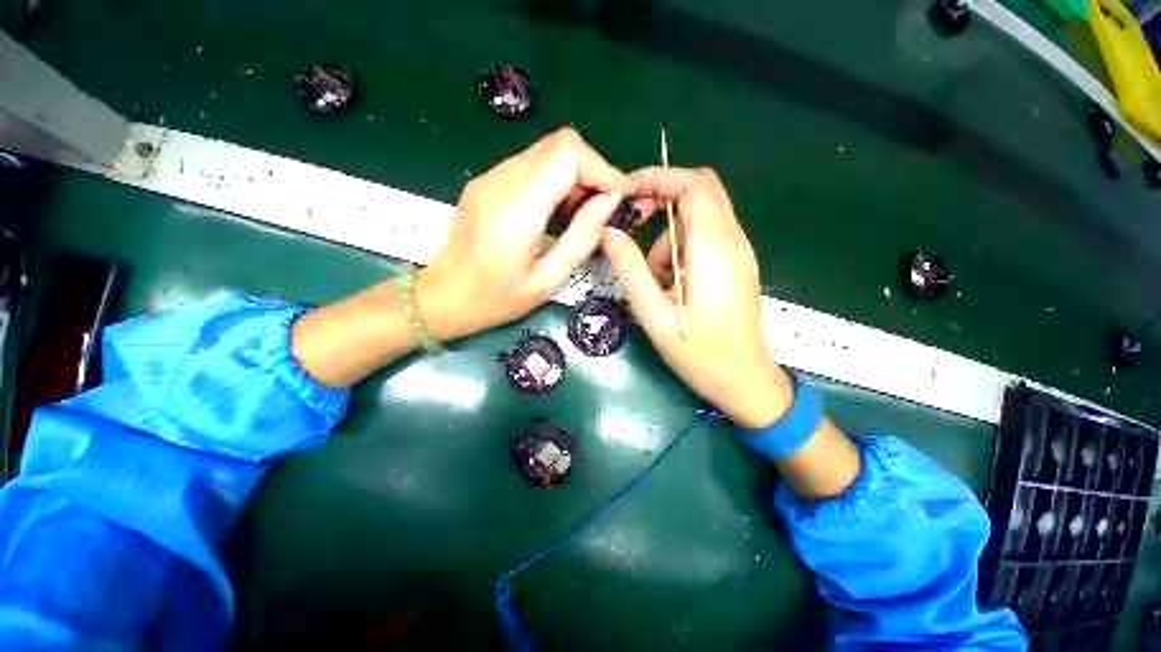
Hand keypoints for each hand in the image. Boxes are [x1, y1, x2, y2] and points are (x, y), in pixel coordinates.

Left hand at [417, 128, 634, 340]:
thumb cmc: (496, 299)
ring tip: (583, 211)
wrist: (442, 297)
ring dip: (575, 174)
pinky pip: (530, 165)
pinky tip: (558, 209)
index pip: (567, 154)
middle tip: (604, 206)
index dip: (602, 168)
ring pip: (546, 151)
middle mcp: (500, 182)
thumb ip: (582, 237)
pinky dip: (555, 179)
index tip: (621, 196)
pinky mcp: (485, 182)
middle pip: (559, 144)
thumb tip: (609, 202)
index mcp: (517, 210)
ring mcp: (489, 178)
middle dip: (593, 169)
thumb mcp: (548, 280)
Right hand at [601, 167, 792, 427]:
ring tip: (655, 277)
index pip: (694, 185)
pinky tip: (672, 283)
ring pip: (701, 216)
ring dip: (670, 234)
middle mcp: (733, 242)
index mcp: (714, 251)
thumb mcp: (655, 316)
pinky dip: (681, 247)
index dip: (660, 177)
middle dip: (663, 196)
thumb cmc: (700, 355)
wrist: (746, 382)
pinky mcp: (737, 265)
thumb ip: (631, 271)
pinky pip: (706, 237)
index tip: (628, 193)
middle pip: (701, 191)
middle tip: (634, 223)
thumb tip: (610, 234)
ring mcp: (739, 253)